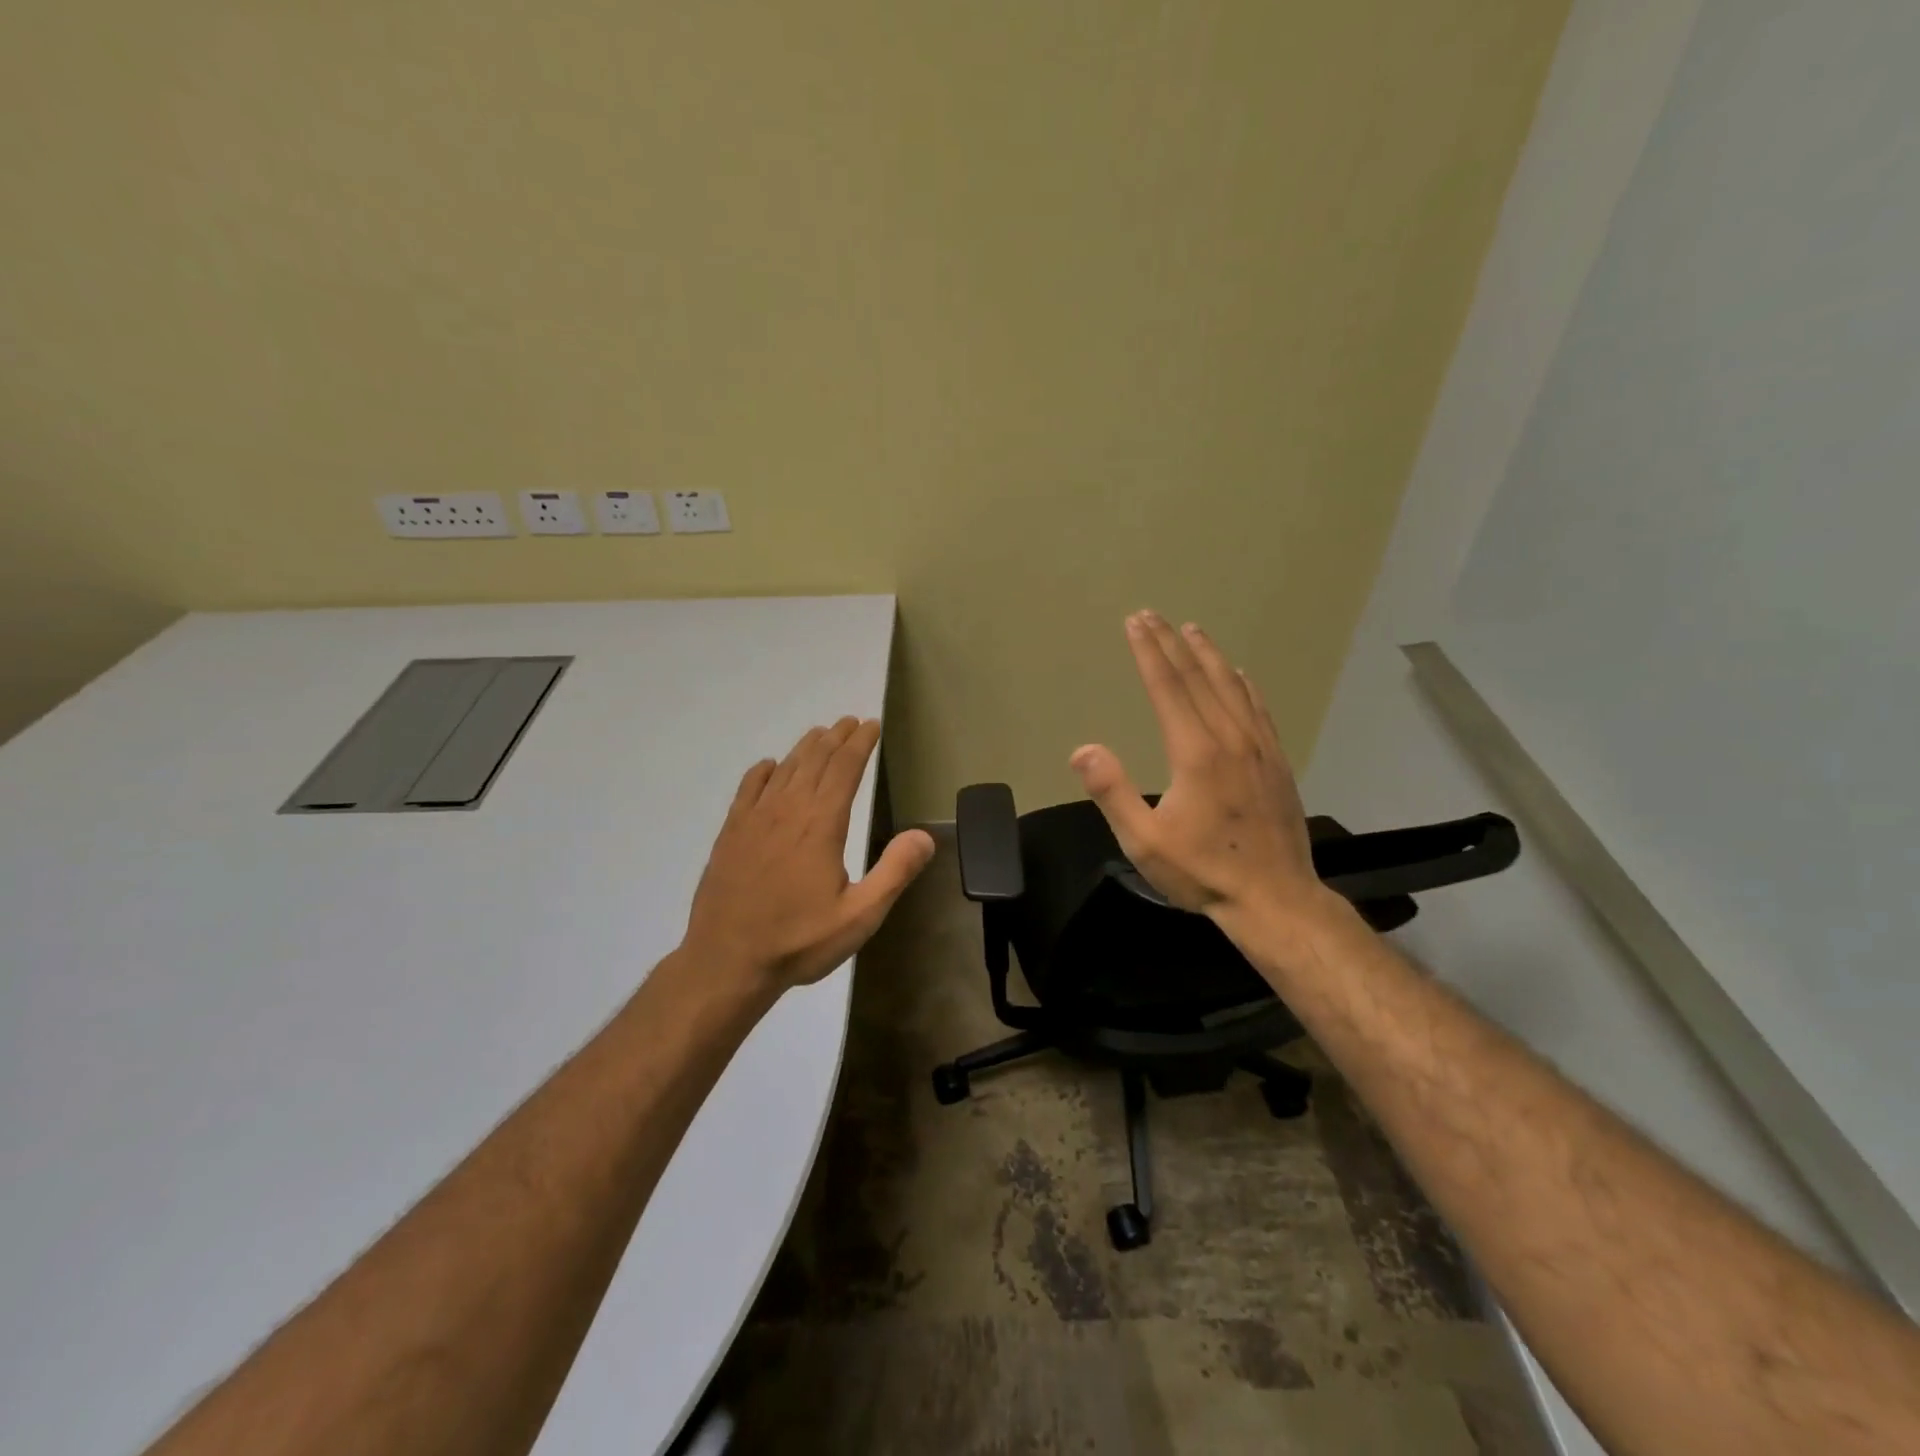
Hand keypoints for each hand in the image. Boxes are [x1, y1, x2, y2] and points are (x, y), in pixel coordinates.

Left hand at [683, 717, 935, 988]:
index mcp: (821, 824)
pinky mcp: (731, 833)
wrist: (726, 962)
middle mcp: (787, 810)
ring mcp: (754, 820)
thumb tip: (925, 835)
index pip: (844, 768)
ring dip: (805, 748)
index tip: (871, 725)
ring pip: (784, 769)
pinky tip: (770, 766)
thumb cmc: (799, 941)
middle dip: (836, 738)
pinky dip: (763, 771)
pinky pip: (748, 789)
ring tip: (820, 733)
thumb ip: (894, 872)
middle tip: (850, 721)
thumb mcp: (860, 916)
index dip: (860, 743)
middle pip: (814, 761)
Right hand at [1070, 612, 1325, 930]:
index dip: (1149, 653)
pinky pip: (1259, 709)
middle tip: (1154, 616)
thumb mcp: (1144, 841)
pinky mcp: (1277, 762)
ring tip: (1193, 630)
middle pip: (1198, 678)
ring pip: (1232, 687)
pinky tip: (1239, 675)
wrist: (1275, 899)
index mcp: (1195, 752)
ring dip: (1209, 655)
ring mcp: (1259, 748)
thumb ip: (1112, 792)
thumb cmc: (1203, 871)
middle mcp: (1229, 738)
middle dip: (1172, 644)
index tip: (1135, 623)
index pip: (1167, 688)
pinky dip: (1244, 685)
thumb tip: (1082, 750)